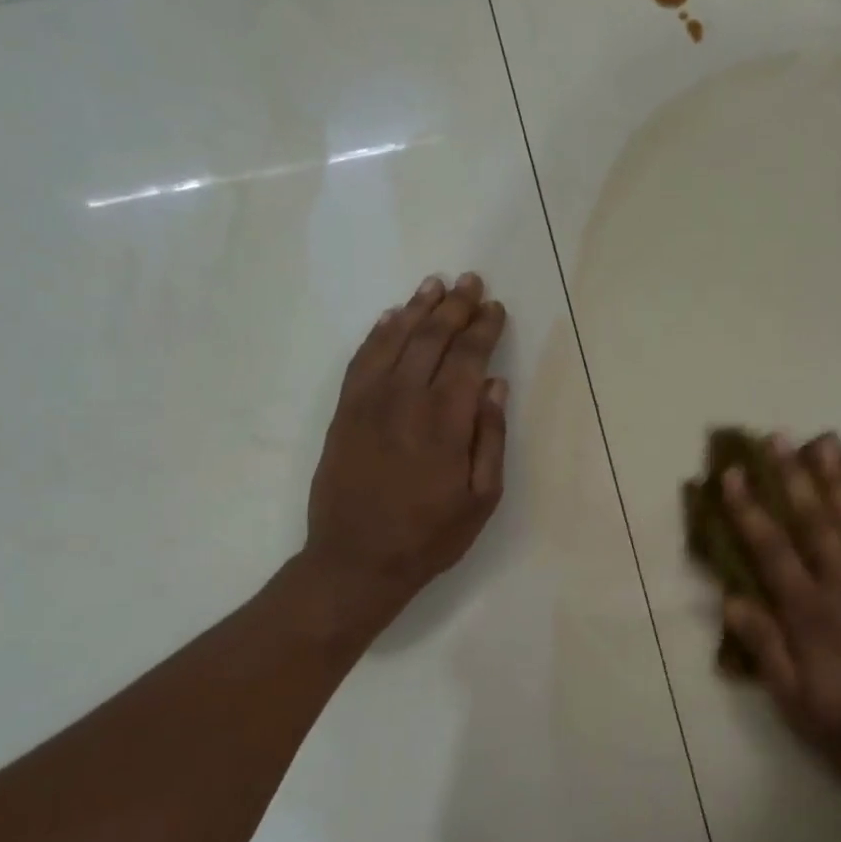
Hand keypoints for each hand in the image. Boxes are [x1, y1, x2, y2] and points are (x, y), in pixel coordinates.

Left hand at [298, 273, 507, 635]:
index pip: (468, 358)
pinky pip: (362, 360)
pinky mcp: (344, 412)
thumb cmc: (430, 536)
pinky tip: (392, 317)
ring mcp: (369, 402)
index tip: (495, 307)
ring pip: (395, 340)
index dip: (483, 328)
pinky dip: (379, 333)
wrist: (356, 561)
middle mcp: (406, 399)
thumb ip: (490, 437)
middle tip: (470, 280)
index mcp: (446, 421)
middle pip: (432, 338)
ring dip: (417, 309)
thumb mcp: (481, 498)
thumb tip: (496, 385)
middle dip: (455, 306)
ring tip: (434, 285)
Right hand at [720, 434, 840, 792]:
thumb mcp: (794, 700)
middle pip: (815, 522)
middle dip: (793, 478)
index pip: (772, 549)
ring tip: (825, 443)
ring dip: (839, 480)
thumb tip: (731, 600)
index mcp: (810, 614)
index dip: (749, 509)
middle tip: (777, 438)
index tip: (732, 475)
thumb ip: (765, 647)